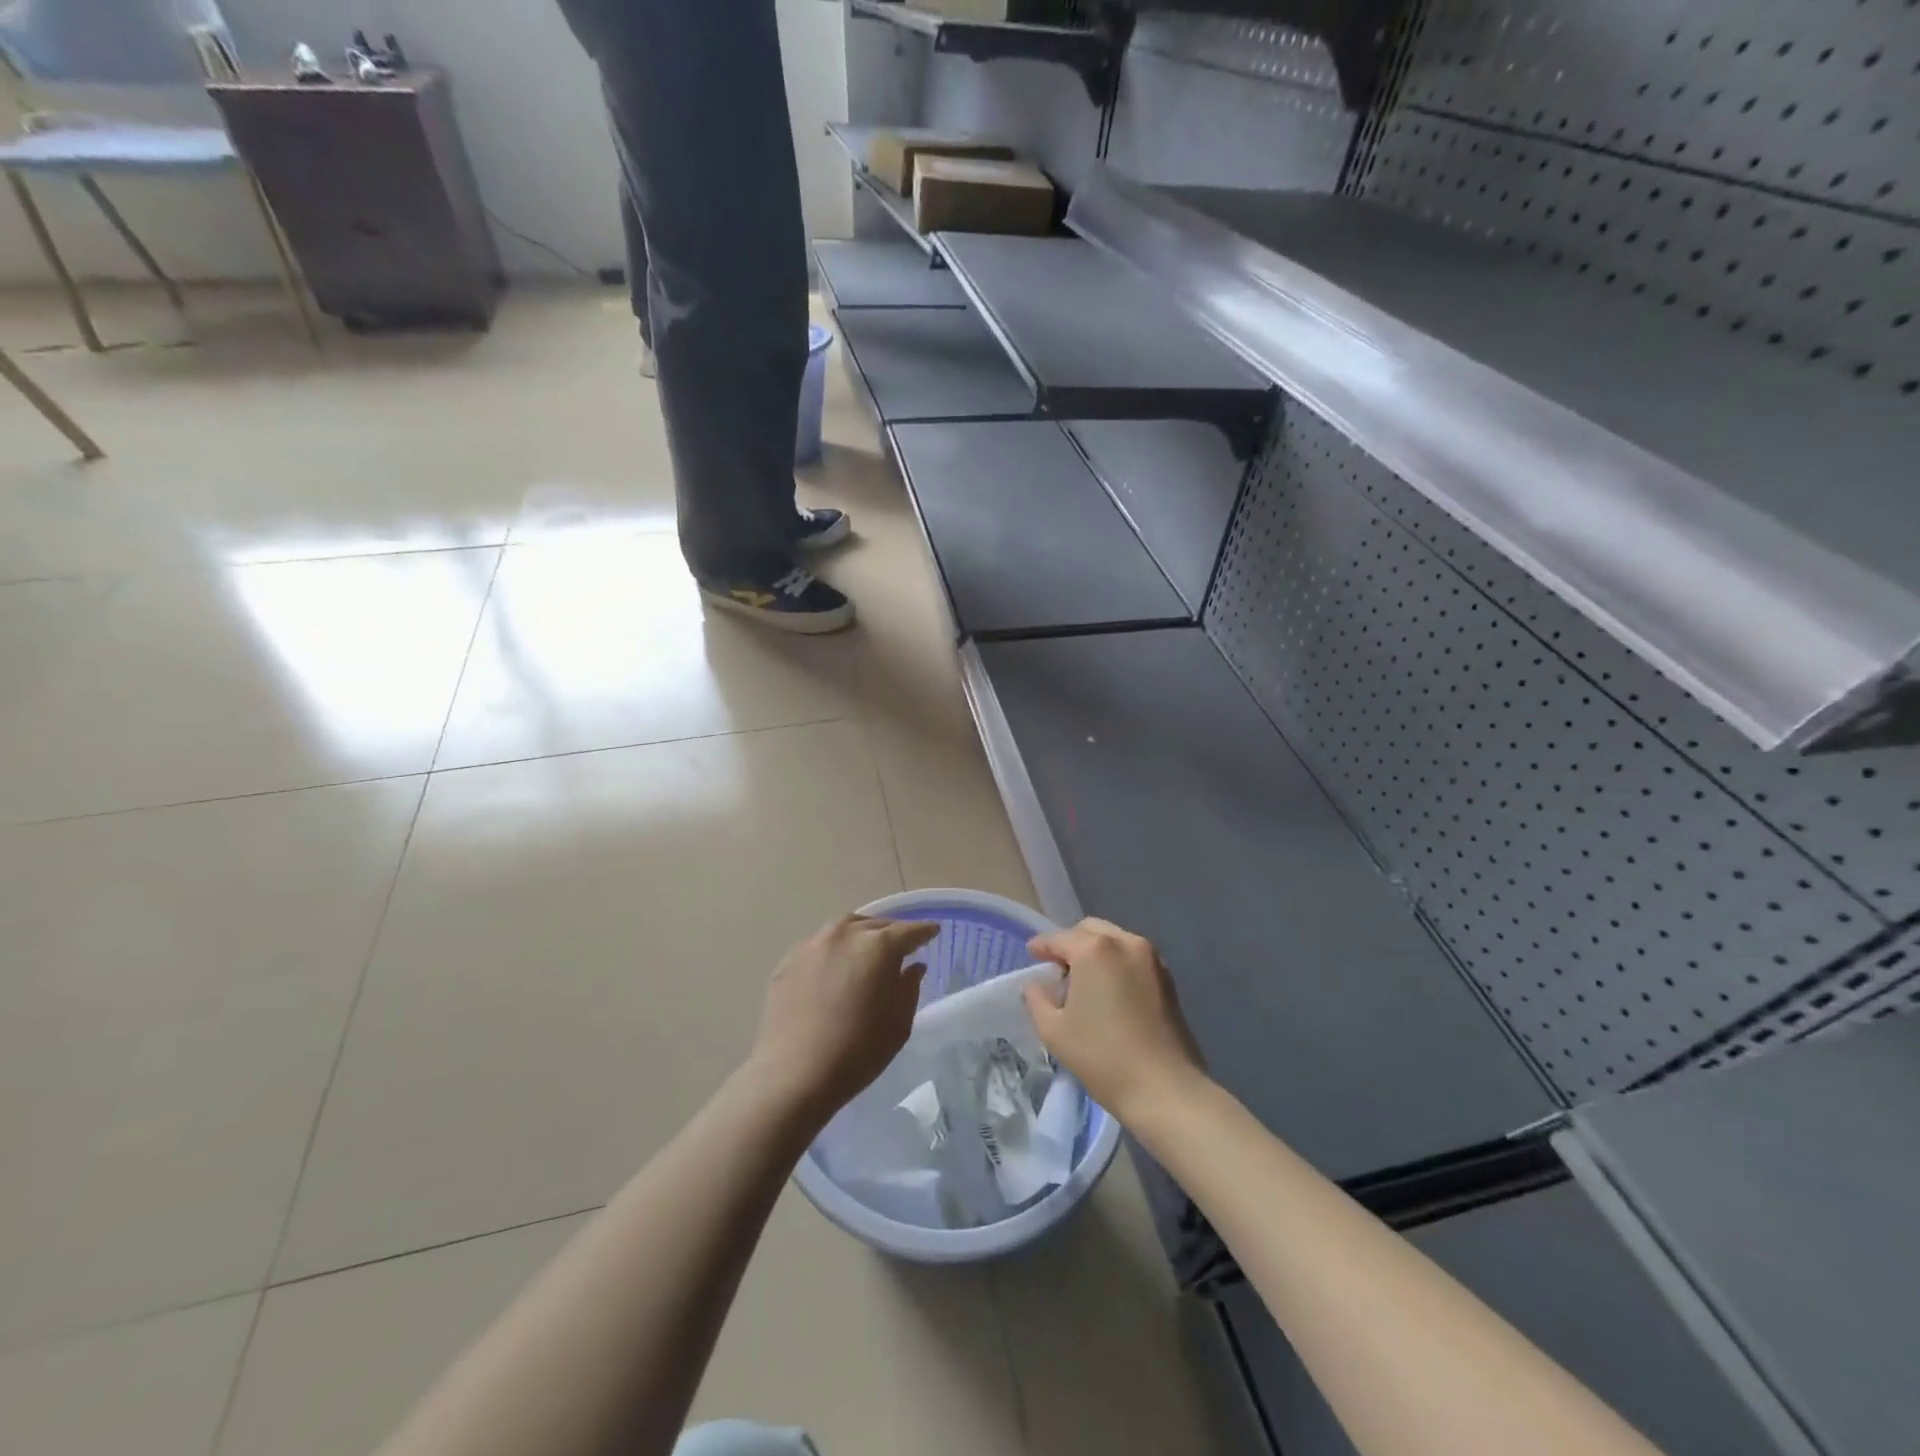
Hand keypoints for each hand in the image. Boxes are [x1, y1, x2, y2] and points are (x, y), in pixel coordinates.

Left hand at [748, 913, 939, 1124]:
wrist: (794, 1074)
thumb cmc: (857, 1052)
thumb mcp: (898, 1025)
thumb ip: (909, 988)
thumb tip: (913, 966)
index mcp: (878, 946)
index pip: (909, 931)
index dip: (924, 932)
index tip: (933, 932)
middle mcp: (845, 934)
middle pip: (876, 925)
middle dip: (892, 932)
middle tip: (901, 945)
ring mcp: (813, 944)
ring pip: (844, 928)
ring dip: (861, 935)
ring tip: (866, 950)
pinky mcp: (789, 960)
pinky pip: (819, 945)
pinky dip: (834, 950)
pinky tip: (834, 968)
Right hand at [1023, 917, 1206, 1120]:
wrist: (1164, 1088)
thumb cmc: (1102, 1056)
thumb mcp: (1054, 1030)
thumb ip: (1037, 999)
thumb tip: (1037, 985)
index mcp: (1094, 949)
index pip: (1059, 939)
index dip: (1041, 947)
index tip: (1031, 955)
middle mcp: (1124, 942)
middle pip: (1090, 931)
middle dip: (1071, 944)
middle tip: (1058, 970)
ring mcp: (1151, 958)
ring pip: (1114, 941)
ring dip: (1095, 952)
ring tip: (1085, 982)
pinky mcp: (1168, 977)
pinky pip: (1133, 957)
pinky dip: (1116, 963)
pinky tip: (1110, 991)